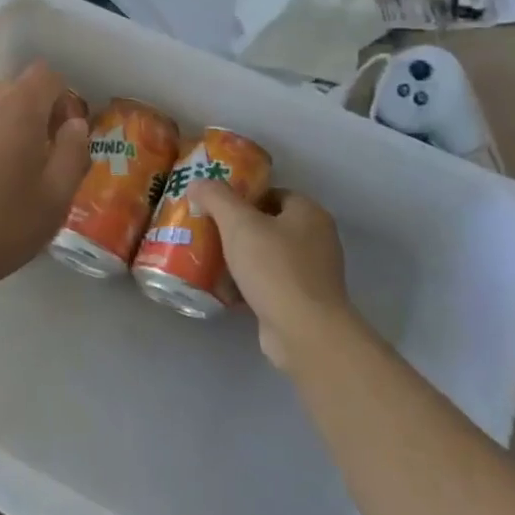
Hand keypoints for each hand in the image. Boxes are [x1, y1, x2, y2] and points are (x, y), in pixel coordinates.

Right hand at [189, 183, 353, 370]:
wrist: (304, 332)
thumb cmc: (274, 268)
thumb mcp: (238, 223)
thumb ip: (216, 197)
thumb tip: (197, 182)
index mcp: (309, 214)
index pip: (273, 193)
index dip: (243, 196)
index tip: (215, 206)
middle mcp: (317, 240)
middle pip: (269, 225)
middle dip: (237, 230)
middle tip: (207, 232)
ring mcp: (312, 274)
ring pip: (267, 257)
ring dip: (240, 259)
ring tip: (209, 261)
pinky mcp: (303, 302)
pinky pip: (269, 284)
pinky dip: (248, 285)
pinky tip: (223, 290)